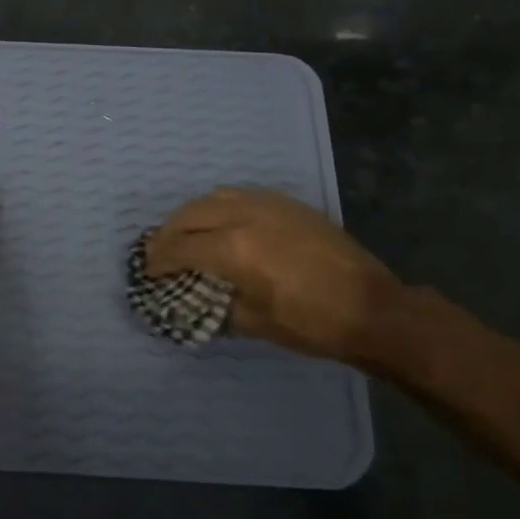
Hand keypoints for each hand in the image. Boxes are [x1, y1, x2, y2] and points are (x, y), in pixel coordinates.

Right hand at [144, 188, 404, 362]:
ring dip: (192, 214)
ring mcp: (269, 205)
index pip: (180, 248)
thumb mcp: (254, 322)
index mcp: (233, 249)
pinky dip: (220, 206)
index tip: (147, 272)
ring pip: (214, 197)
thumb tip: (195, 299)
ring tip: (184, 233)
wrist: (372, 308)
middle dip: (167, 233)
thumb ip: (217, 305)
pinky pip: (241, 195)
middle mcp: (245, 217)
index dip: (158, 260)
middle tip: (156, 251)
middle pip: (190, 215)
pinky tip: (221, 222)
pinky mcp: (288, 204)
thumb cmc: (310, 324)